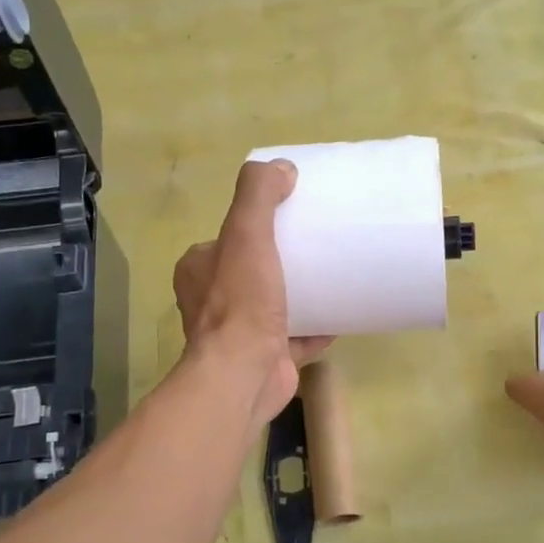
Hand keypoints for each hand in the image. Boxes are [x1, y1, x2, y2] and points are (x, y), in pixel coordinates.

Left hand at [173, 160, 332, 425]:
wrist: (244, 375)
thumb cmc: (241, 303)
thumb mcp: (246, 234)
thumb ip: (258, 196)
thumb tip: (281, 167)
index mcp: (200, 269)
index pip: (229, 237)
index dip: (257, 224)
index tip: (292, 215)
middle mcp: (214, 301)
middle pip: (255, 269)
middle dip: (283, 259)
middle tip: (319, 244)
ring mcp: (241, 333)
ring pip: (275, 304)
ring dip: (301, 293)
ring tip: (334, 274)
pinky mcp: (268, 358)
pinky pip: (298, 336)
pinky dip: (318, 327)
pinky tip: (342, 315)